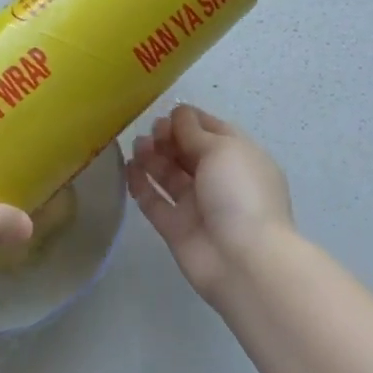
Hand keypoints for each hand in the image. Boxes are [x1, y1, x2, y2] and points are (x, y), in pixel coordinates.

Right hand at [128, 105, 295, 306]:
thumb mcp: (222, 149)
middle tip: (152, 130)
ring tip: (138, 145)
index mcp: (239, 158)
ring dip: (153, 157)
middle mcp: (219, 180)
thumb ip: (195, 132)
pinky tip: (128, 167)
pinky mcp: (176, 229)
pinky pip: (155, 202)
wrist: (244, 260)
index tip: (168, 112)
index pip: (213, 131)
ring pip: (170, 176)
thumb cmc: (239, 193)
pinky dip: (141, 184)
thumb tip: (179, 115)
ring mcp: (197, 206)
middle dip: (169, 137)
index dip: (190, 120)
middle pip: (188, 152)